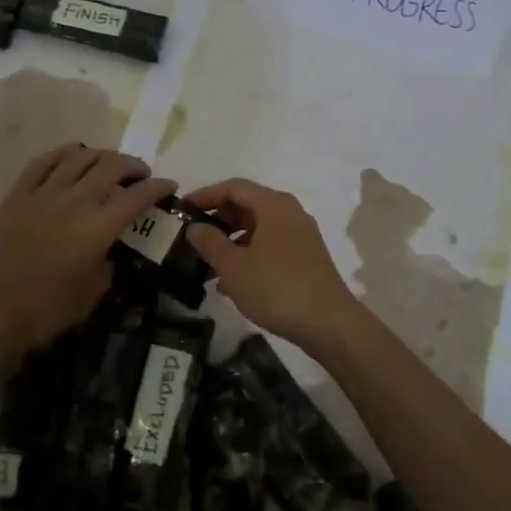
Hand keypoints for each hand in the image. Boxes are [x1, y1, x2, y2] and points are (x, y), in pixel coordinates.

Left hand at [0, 145, 175, 360]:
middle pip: (111, 166)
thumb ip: (108, 266)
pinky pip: (43, 163)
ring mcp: (42, 194)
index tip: (169, 186)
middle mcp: (74, 201)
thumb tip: (111, 251)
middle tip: (140, 174)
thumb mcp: (92, 295)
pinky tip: (72, 156)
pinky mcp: (17, 195)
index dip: (158, 188)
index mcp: (97, 228)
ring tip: (109, 162)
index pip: (137, 196)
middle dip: (133, 165)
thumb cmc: (44, 312)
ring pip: (79, 157)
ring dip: (101, 155)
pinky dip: (63, 154)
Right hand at [184, 178, 363, 359]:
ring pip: (258, 228)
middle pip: (247, 205)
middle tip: (193, 236)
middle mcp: (290, 212)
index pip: (234, 187)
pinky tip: (231, 282)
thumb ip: (210, 242)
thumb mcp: (234, 266)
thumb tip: (194, 227)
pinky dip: (248, 254)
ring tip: (206, 264)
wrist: (328, 323)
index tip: (182, 209)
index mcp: (273, 205)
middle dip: (218, 220)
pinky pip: (270, 245)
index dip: (206, 195)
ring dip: (231, 242)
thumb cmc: (276, 288)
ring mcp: (300, 235)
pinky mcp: (305, 256)